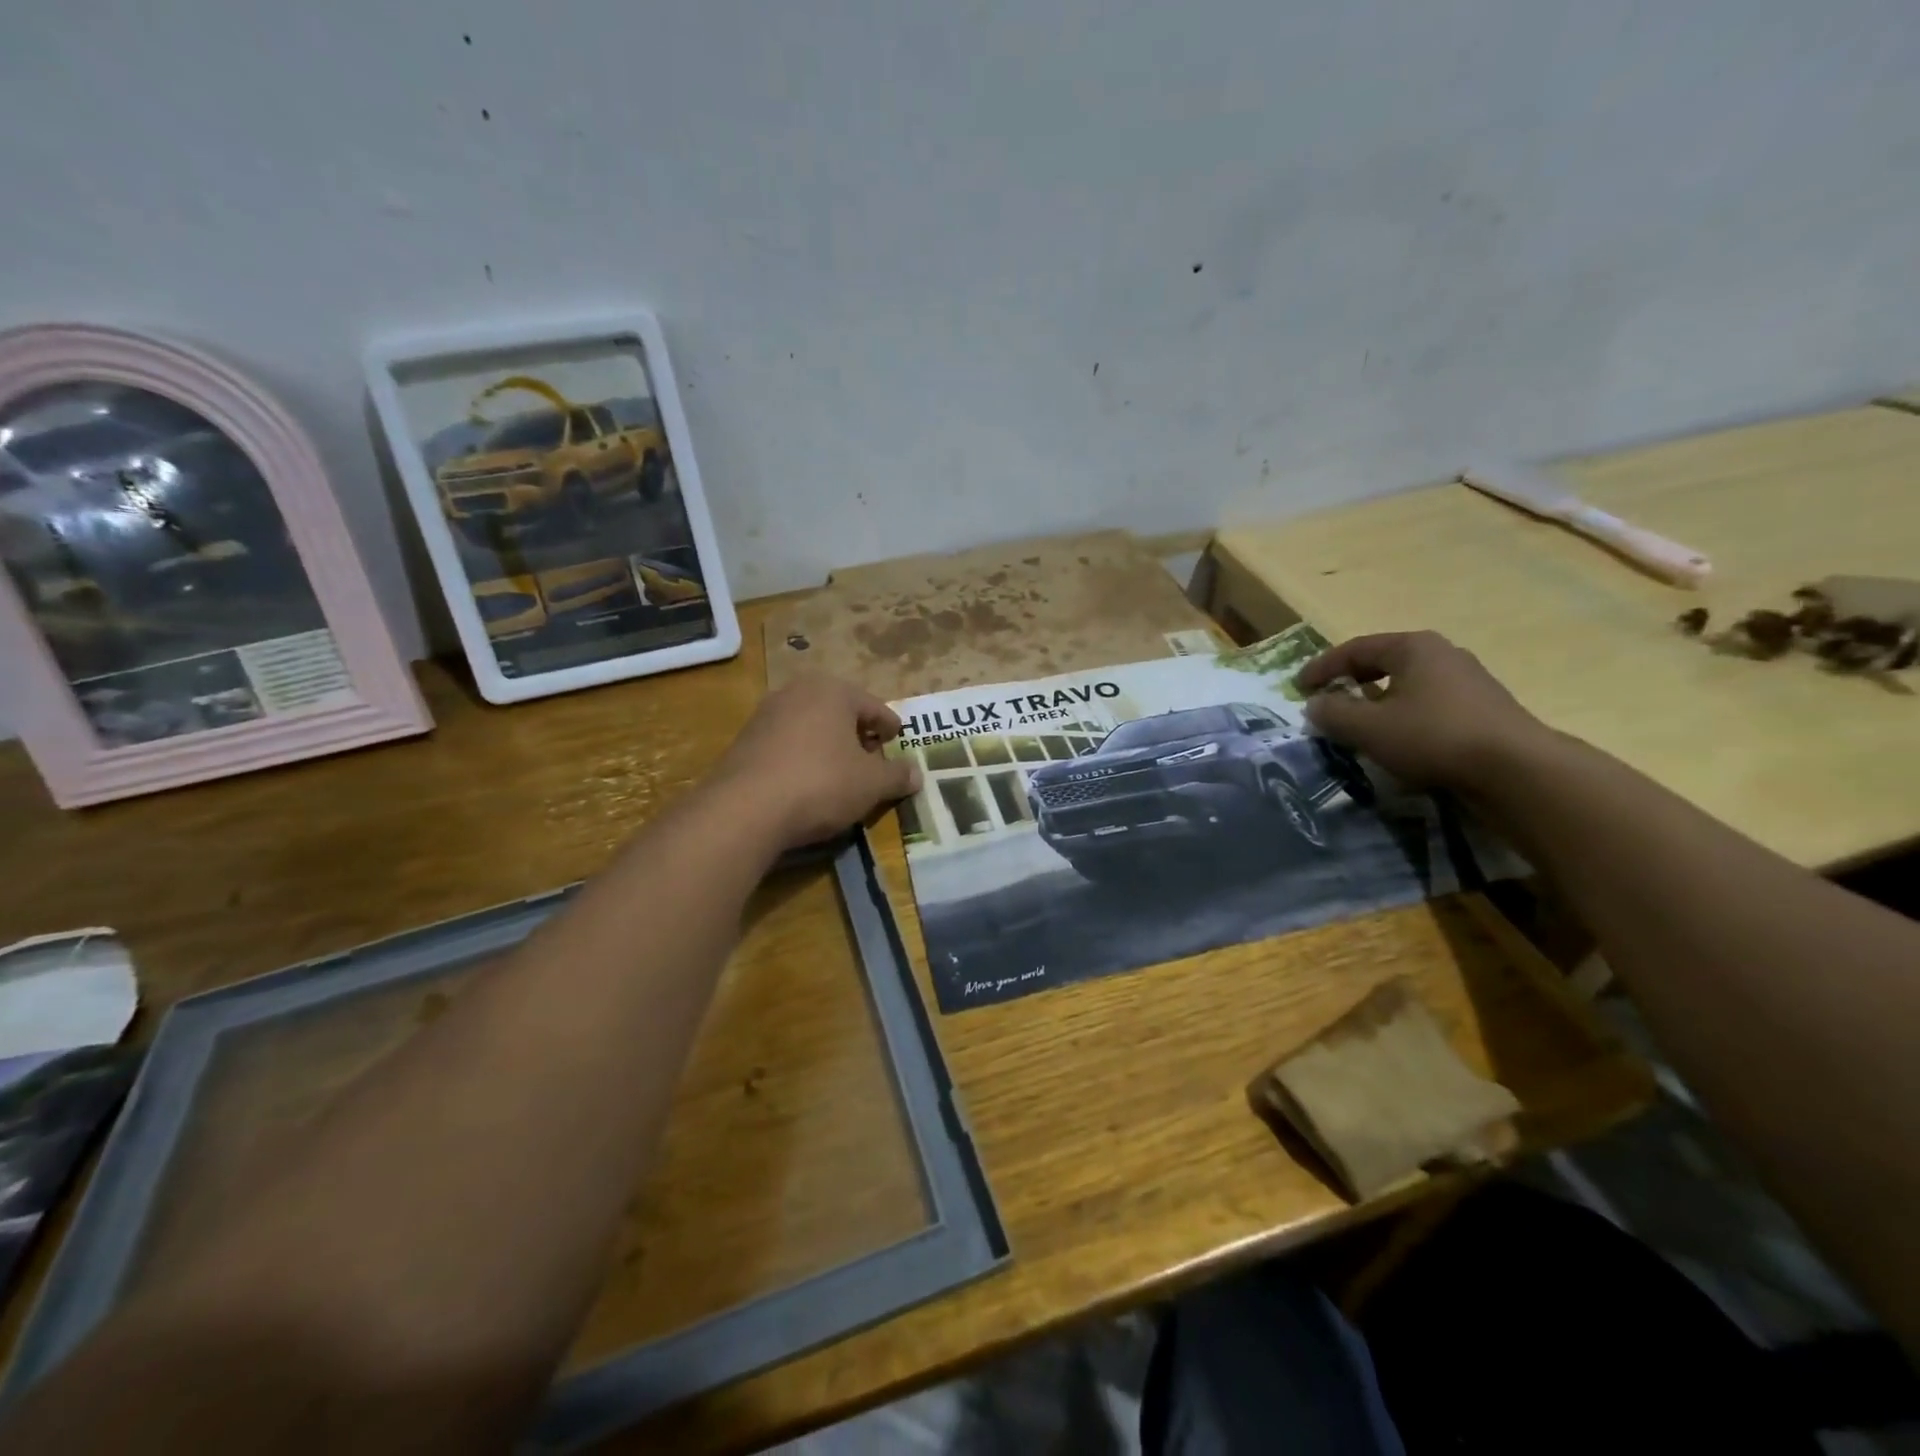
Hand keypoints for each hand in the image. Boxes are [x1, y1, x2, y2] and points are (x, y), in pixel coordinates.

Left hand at [713, 675, 922, 849]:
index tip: (898, 740)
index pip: (873, 706)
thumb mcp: (871, 784)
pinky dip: (802, 757)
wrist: (744, 809)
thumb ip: (897, 776)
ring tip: (841, 772)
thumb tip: (917, 775)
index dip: (890, 727)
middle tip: (872, 757)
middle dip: (857, 733)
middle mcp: (797, 692)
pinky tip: (807, 782)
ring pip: (811, 726)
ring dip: (828, 745)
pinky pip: (786, 744)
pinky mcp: (744, 740)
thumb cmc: (821, 783)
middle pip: (839, 712)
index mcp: (833, 691)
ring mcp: (766, 714)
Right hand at [1296, 631, 1549, 790]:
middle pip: (1383, 663)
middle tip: (1327, 702)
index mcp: (1413, 647)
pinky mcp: (1483, 710)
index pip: (1355, 649)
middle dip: (1351, 682)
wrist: (1515, 769)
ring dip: (1377, 703)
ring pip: (1407, 686)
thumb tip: (1314, 705)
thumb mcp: (1368, 727)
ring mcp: (1468, 681)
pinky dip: (1403, 717)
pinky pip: (1428, 706)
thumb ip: (1333, 713)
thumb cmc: (1432, 736)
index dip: (1322, 668)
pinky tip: (1397, 741)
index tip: (1298, 687)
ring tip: (1358, 725)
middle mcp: (1442, 654)